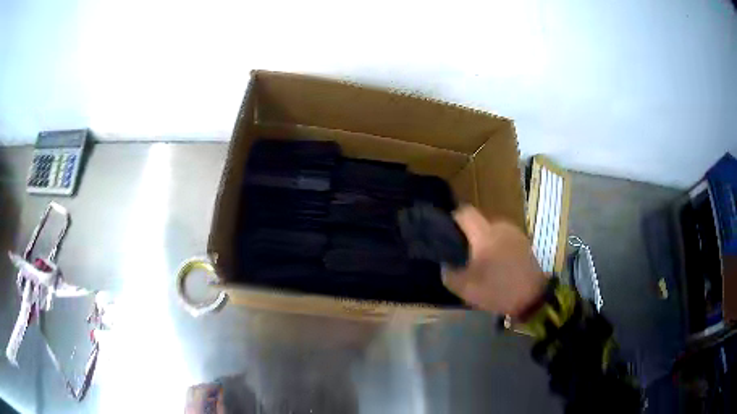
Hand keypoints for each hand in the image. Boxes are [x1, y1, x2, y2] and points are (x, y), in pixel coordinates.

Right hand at [442, 206, 546, 317]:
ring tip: (482, 261)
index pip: (465, 212)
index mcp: (485, 234)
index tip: (447, 234)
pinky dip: (498, 246)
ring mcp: (515, 232)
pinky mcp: (524, 241)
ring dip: (485, 241)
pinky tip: (498, 264)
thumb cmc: (498, 290)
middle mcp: (500, 227)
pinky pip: (504, 237)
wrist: (533, 297)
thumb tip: (445, 262)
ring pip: (492, 230)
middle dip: (469, 235)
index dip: (453, 219)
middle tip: (463, 254)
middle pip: (479, 222)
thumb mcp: (466, 289)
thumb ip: (449, 273)